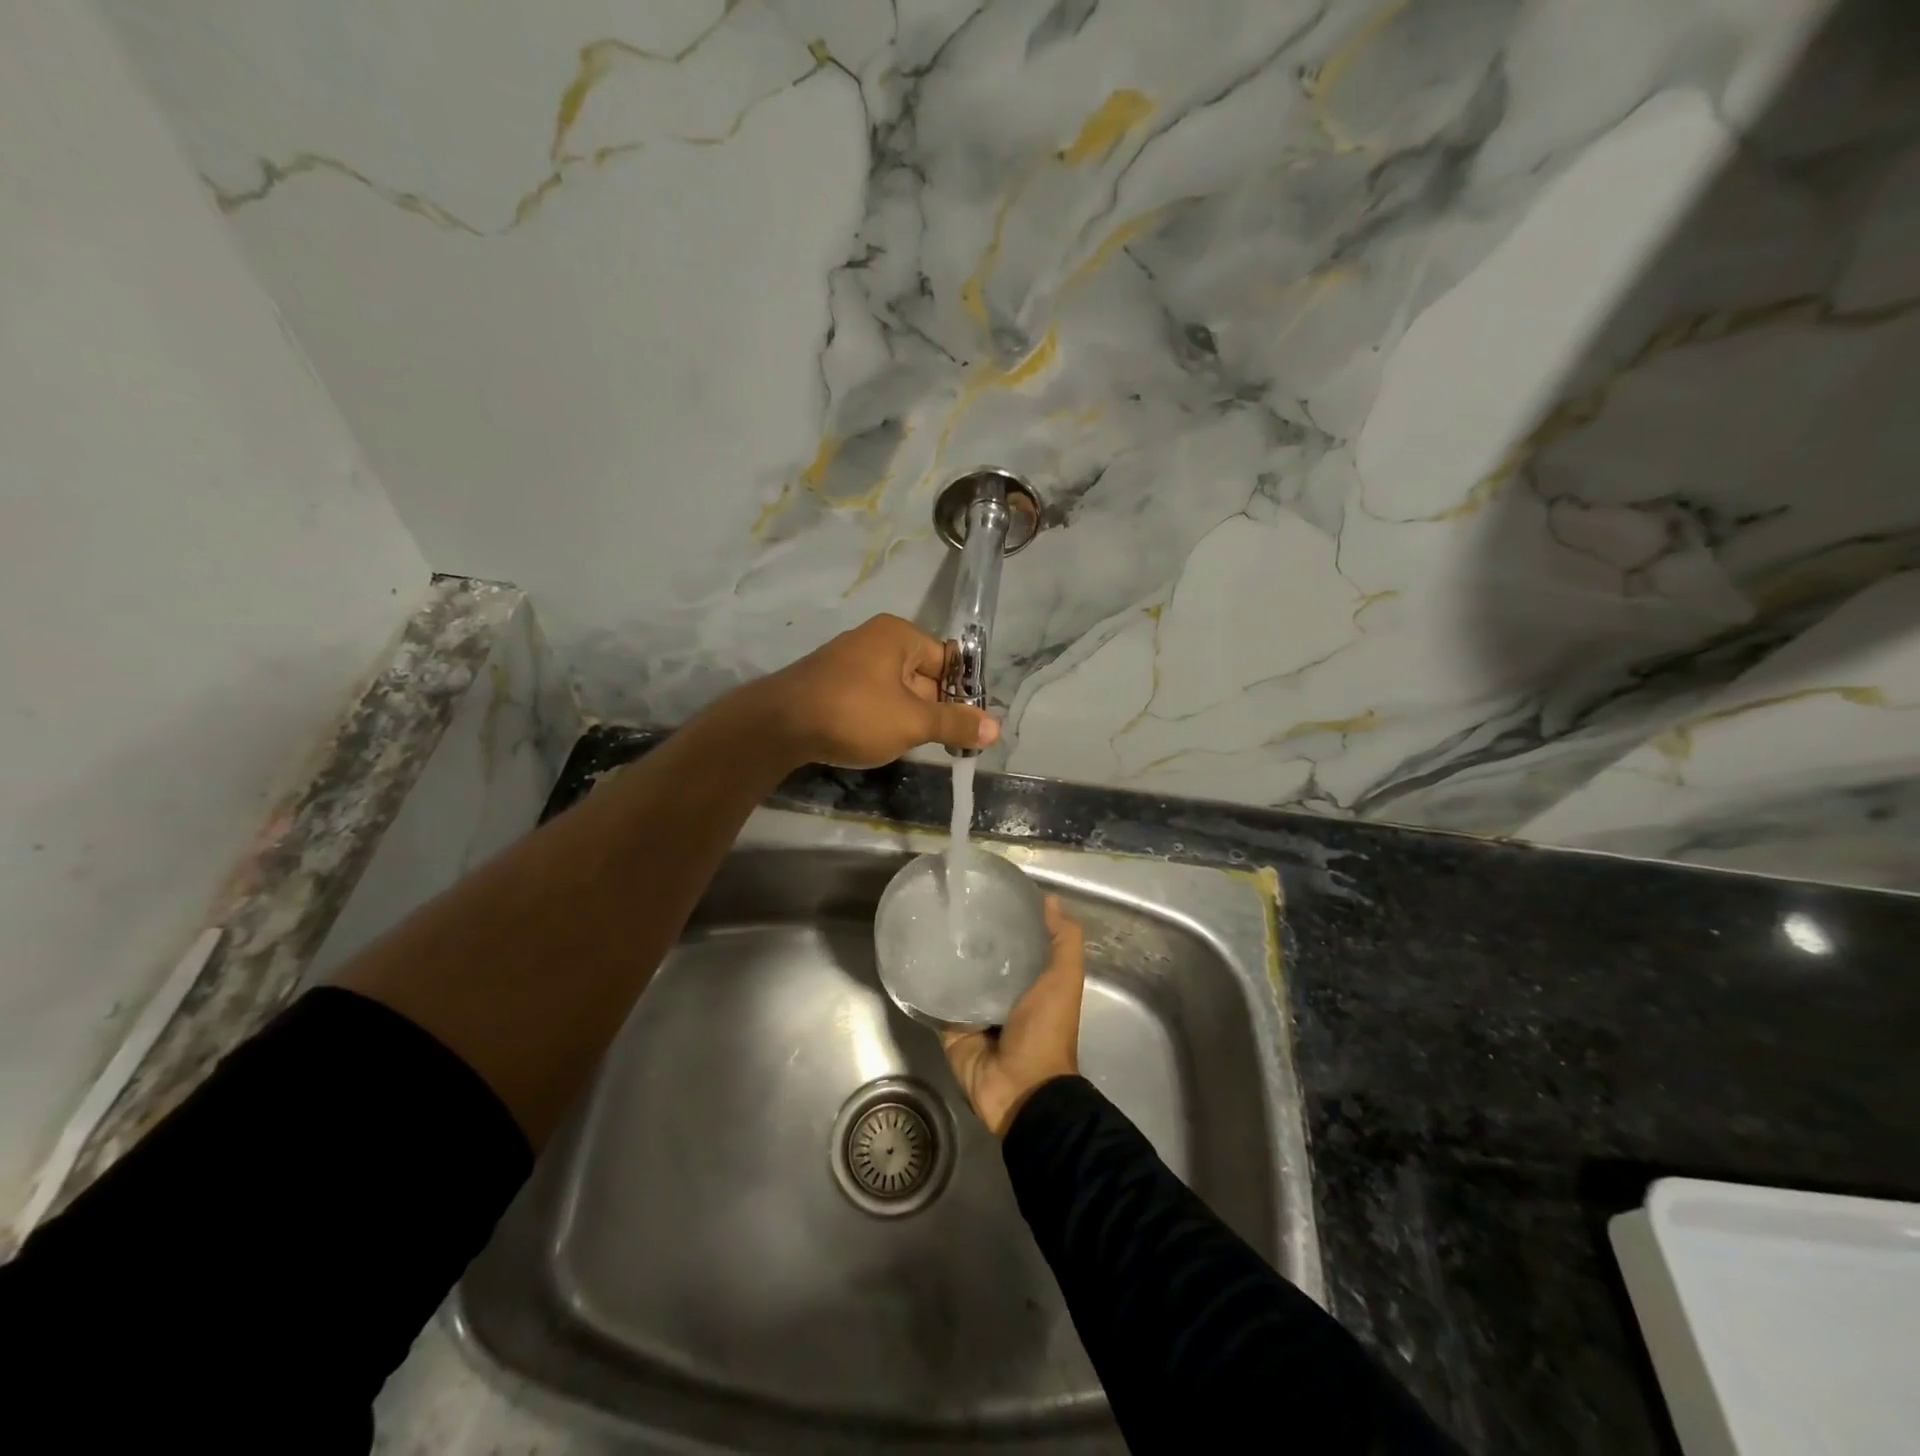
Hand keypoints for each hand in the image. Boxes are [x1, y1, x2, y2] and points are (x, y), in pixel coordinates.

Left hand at [750, 614, 997, 767]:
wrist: (778, 726)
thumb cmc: (854, 714)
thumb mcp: (912, 722)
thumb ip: (955, 724)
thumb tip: (995, 728)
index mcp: (899, 636)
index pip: (948, 661)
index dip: (963, 694)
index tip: (970, 728)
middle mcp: (875, 640)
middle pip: (924, 676)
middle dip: (934, 710)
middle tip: (945, 744)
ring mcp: (850, 661)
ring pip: (897, 691)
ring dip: (908, 718)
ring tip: (912, 745)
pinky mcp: (832, 684)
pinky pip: (872, 698)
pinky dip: (882, 719)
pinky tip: (879, 741)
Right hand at [942, 896, 1084, 1136]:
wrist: (1021, 1088)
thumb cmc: (1046, 1030)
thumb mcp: (1064, 979)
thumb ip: (1063, 941)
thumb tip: (1050, 899)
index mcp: (1031, 983)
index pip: (1015, 943)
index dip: (1006, 920)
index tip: (986, 891)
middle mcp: (1002, 994)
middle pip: (984, 959)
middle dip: (972, 937)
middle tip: (951, 905)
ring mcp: (974, 1012)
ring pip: (958, 978)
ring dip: (947, 958)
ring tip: (929, 923)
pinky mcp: (950, 1028)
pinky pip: (937, 1003)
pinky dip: (928, 986)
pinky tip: (915, 958)